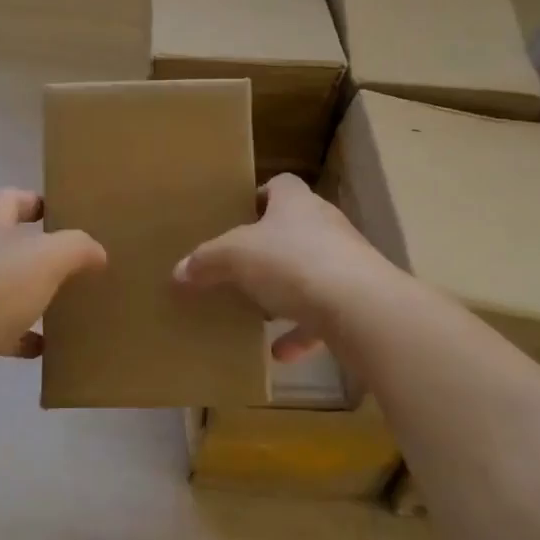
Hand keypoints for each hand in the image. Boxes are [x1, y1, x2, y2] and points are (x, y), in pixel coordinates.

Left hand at [0, 189, 106, 400]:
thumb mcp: (48, 258)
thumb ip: (77, 248)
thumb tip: (97, 252)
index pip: (10, 198)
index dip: (36, 201)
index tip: (64, 214)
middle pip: (6, 243)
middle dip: (38, 252)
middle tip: (72, 263)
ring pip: (2, 286)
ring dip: (29, 294)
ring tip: (62, 305)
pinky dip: (20, 335)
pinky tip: (41, 347)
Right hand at [173, 173, 395, 361]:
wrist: (361, 307)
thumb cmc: (293, 263)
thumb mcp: (235, 258)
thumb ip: (206, 261)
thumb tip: (178, 271)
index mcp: (297, 203)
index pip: (280, 185)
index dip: (260, 196)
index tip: (239, 215)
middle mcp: (325, 225)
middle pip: (295, 228)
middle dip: (269, 247)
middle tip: (240, 265)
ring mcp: (346, 263)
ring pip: (310, 271)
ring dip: (287, 291)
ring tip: (259, 310)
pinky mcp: (358, 300)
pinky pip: (323, 314)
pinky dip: (302, 332)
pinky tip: (280, 353)